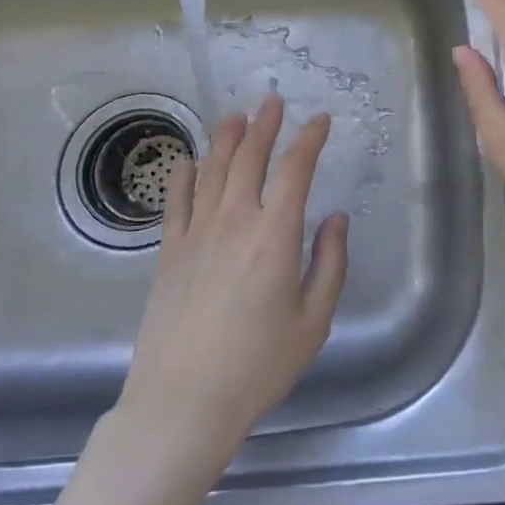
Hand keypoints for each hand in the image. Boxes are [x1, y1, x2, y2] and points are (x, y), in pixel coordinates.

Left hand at [114, 93, 348, 467]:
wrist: (182, 404)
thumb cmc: (257, 367)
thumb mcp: (313, 321)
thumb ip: (330, 264)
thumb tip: (336, 219)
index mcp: (275, 235)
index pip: (295, 169)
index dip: (309, 139)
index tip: (321, 120)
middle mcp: (235, 221)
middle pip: (249, 157)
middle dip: (264, 125)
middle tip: (272, 101)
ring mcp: (196, 233)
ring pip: (212, 170)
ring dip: (226, 138)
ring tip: (235, 116)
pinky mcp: (169, 252)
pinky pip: (176, 201)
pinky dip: (183, 175)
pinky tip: (188, 159)